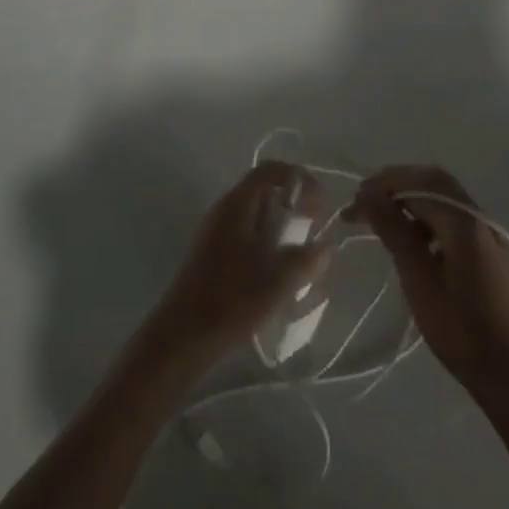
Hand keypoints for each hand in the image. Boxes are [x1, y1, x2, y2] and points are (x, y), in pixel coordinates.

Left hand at [137, 161, 328, 376]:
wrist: (182, 337)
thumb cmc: (230, 300)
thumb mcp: (277, 281)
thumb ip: (307, 259)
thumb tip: (326, 246)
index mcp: (237, 204)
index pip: (271, 170)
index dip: (299, 179)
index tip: (319, 205)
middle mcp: (224, 209)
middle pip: (265, 191)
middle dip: (294, 207)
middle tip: (313, 233)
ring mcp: (216, 232)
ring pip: (257, 216)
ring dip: (282, 229)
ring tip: (301, 258)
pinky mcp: (214, 255)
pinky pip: (247, 236)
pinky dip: (267, 245)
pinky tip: (278, 275)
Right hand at [353, 164, 508, 394]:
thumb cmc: (462, 330)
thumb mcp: (419, 281)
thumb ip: (395, 232)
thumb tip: (370, 196)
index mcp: (463, 221)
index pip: (416, 184)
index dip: (382, 186)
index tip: (354, 202)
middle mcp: (478, 217)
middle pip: (433, 181)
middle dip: (397, 184)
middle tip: (367, 199)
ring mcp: (489, 233)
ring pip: (445, 197)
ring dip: (413, 199)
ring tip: (385, 218)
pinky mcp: (492, 250)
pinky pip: (455, 217)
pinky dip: (430, 216)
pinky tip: (415, 240)